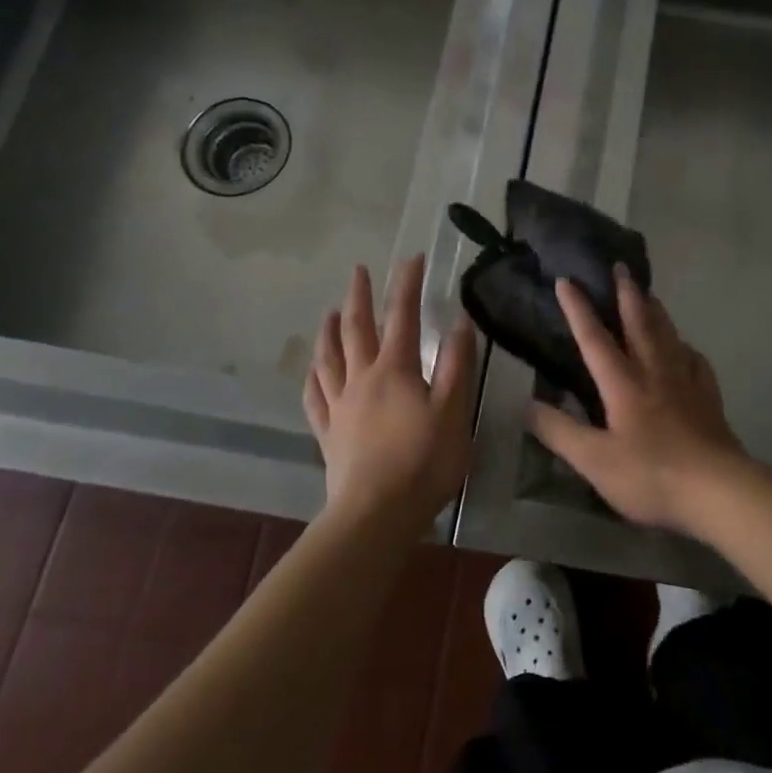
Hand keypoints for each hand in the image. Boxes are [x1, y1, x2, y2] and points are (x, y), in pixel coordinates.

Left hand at [305, 255, 477, 531]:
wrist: (376, 514)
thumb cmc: (423, 462)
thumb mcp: (454, 411)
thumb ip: (456, 365)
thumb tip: (458, 321)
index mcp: (395, 370)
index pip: (402, 316)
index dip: (406, 284)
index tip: (411, 258)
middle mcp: (362, 379)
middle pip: (356, 329)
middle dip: (358, 296)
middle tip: (358, 270)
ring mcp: (340, 406)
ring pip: (328, 358)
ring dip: (329, 330)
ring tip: (328, 311)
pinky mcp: (328, 434)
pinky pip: (315, 397)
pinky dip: (313, 377)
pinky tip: (313, 370)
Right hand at [527, 267, 747, 535]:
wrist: (717, 490)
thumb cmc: (650, 475)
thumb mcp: (594, 461)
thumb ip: (560, 432)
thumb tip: (528, 406)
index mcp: (623, 384)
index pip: (595, 339)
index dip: (578, 309)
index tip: (567, 281)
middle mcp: (654, 372)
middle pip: (639, 323)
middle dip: (626, 293)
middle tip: (621, 265)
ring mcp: (685, 382)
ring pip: (668, 334)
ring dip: (655, 310)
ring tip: (648, 293)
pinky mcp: (708, 397)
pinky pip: (695, 361)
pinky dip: (685, 346)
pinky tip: (685, 348)